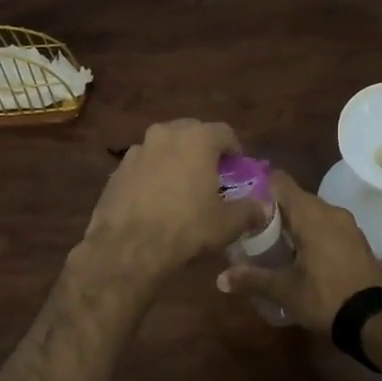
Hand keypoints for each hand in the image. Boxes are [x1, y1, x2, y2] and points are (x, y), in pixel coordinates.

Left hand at [81, 120, 263, 282]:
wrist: (127, 248)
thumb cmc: (186, 228)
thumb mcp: (227, 224)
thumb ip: (250, 210)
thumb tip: (263, 208)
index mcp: (196, 138)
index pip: (225, 132)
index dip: (235, 151)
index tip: (238, 170)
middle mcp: (165, 134)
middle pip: (192, 133)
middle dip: (204, 151)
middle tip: (211, 176)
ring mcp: (137, 150)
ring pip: (164, 148)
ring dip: (176, 160)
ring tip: (182, 188)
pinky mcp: (117, 170)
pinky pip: (144, 165)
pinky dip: (153, 175)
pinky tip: (156, 200)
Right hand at [216, 172, 381, 331]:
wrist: (375, 319)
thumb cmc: (326, 297)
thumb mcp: (285, 291)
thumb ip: (252, 279)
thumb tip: (219, 279)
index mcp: (311, 215)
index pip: (280, 181)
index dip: (258, 185)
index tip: (240, 198)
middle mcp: (330, 211)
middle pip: (294, 197)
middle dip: (272, 208)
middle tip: (248, 225)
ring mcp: (347, 224)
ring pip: (311, 211)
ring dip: (292, 222)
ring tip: (270, 240)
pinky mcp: (356, 239)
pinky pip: (326, 225)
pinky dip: (310, 231)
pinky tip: (298, 252)